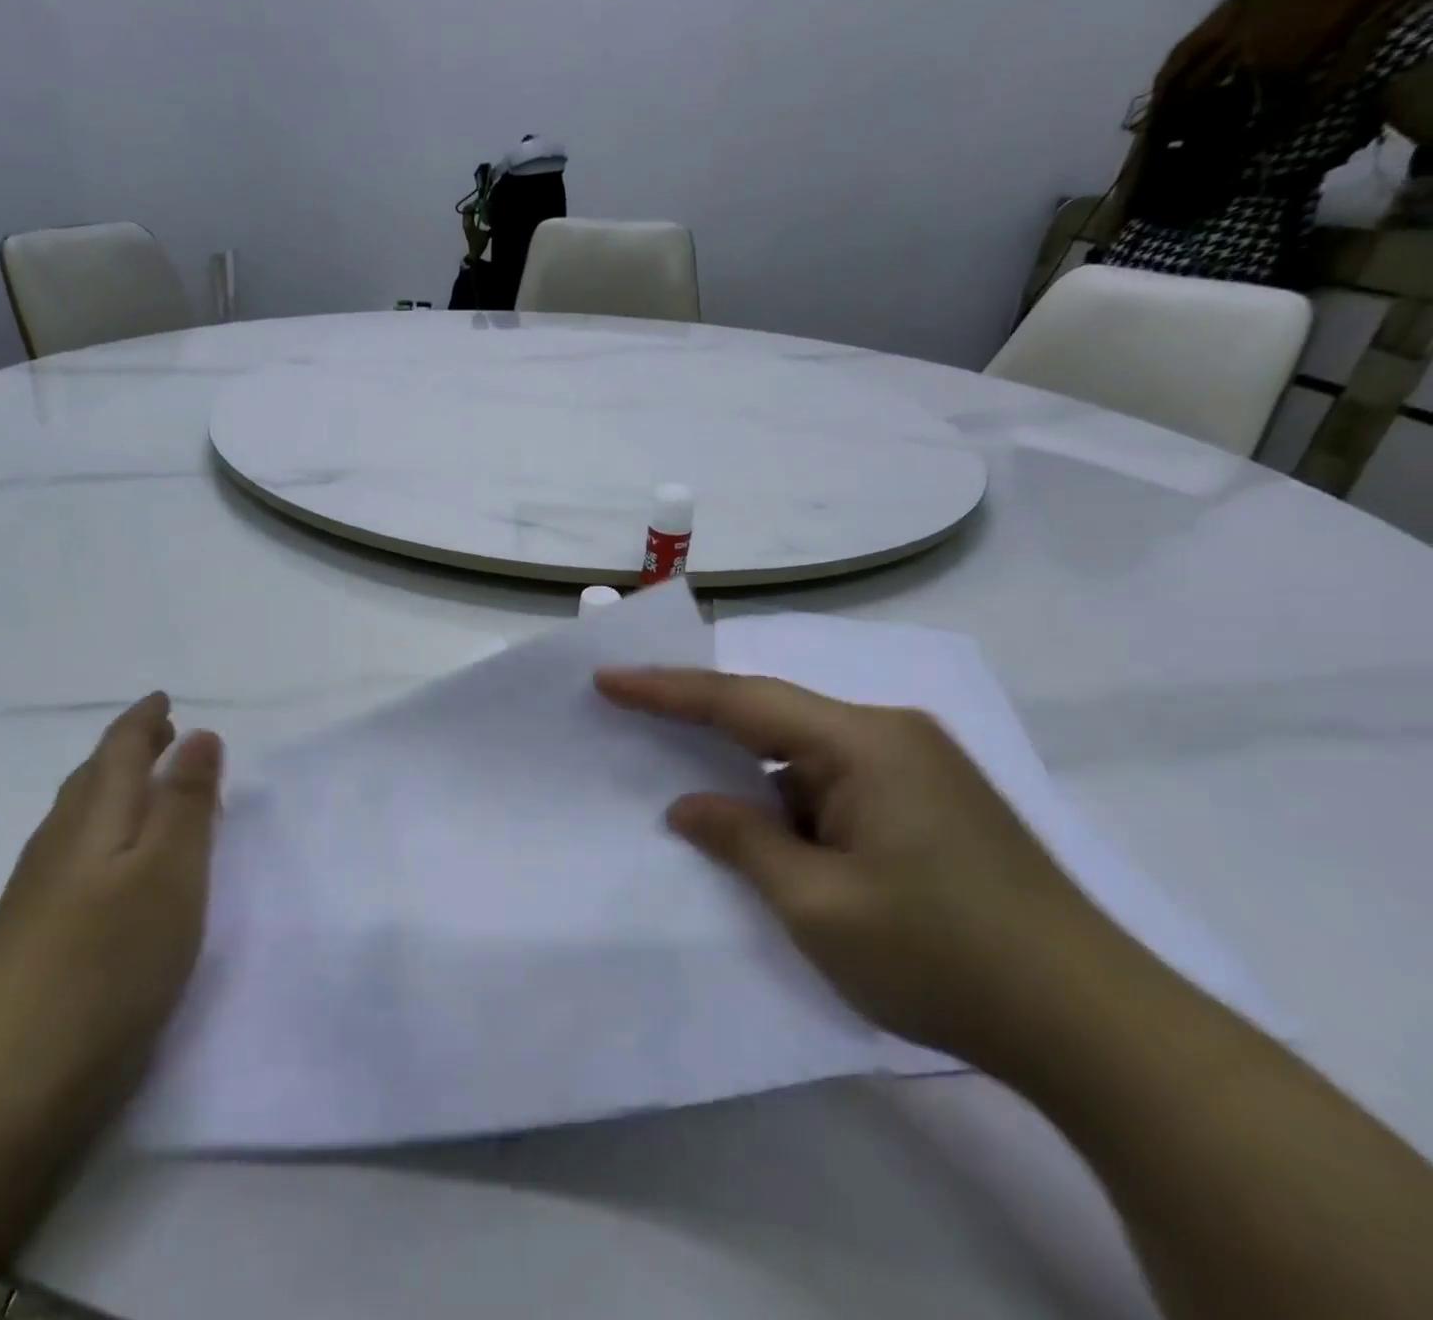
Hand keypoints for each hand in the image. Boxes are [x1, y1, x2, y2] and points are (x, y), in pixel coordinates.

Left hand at [0, 693, 223, 1124]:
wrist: (4, 1090)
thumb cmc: (108, 964)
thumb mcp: (171, 873)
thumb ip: (188, 802)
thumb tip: (200, 735)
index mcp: (93, 817)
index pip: (119, 748)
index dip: (144, 719)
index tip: (165, 700)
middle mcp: (59, 843)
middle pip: (95, 777)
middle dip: (131, 749)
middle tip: (166, 735)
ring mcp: (38, 893)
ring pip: (82, 818)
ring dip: (119, 790)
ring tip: (153, 789)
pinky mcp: (34, 937)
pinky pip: (78, 855)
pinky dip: (108, 834)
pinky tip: (118, 864)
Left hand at [461, 206, 490, 263]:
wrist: (474, 254)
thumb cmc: (479, 244)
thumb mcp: (486, 234)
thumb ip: (490, 226)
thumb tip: (494, 219)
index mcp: (468, 223)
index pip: (467, 209)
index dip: (473, 204)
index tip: (480, 201)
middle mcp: (465, 224)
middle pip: (467, 211)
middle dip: (473, 206)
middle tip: (481, 203)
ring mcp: (466, 227)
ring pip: (468, 215)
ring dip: (474, 211)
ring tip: (481, 209)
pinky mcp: (468, 230)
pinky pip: (470, 219)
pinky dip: (474, 216)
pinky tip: (481, 216)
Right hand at [596, 668, 1123, 1069]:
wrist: (1098, 1027)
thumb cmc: (944, 958)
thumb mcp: (819, 905)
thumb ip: (743, 841)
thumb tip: (689, 806)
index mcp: (864, 742)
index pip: (743, 700)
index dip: (667, 690)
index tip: (608, 679)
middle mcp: (892, 734)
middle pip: (775, 713)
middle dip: (702, 720)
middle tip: (632, 716)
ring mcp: (918, 766)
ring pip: (805, 750)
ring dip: (751, 771)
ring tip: (691, 786)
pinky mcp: (931, 801)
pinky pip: (835, 779)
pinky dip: (790, 797)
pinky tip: (768, 828)